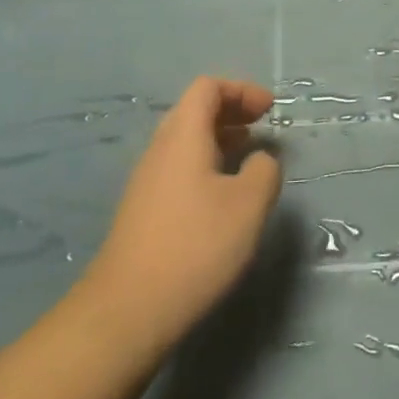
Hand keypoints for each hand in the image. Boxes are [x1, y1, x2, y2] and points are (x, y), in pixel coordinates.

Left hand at [76, 77, 281, 368]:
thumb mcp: (249, 204)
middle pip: (194, 110)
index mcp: (183, 136)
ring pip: (185, 141)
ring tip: (249, 156)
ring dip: (220, 138)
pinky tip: (224, 194)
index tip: (270, 109)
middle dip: (231, 111)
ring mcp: (147, 181)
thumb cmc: (196, 246)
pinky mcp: (144, 210)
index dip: (241, 90)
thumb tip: (260, 159)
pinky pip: (179, 167)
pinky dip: (207, 164)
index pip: (207, 88)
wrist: (129, 309)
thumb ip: (264, 170)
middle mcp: (160, 150)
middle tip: (263, 126)